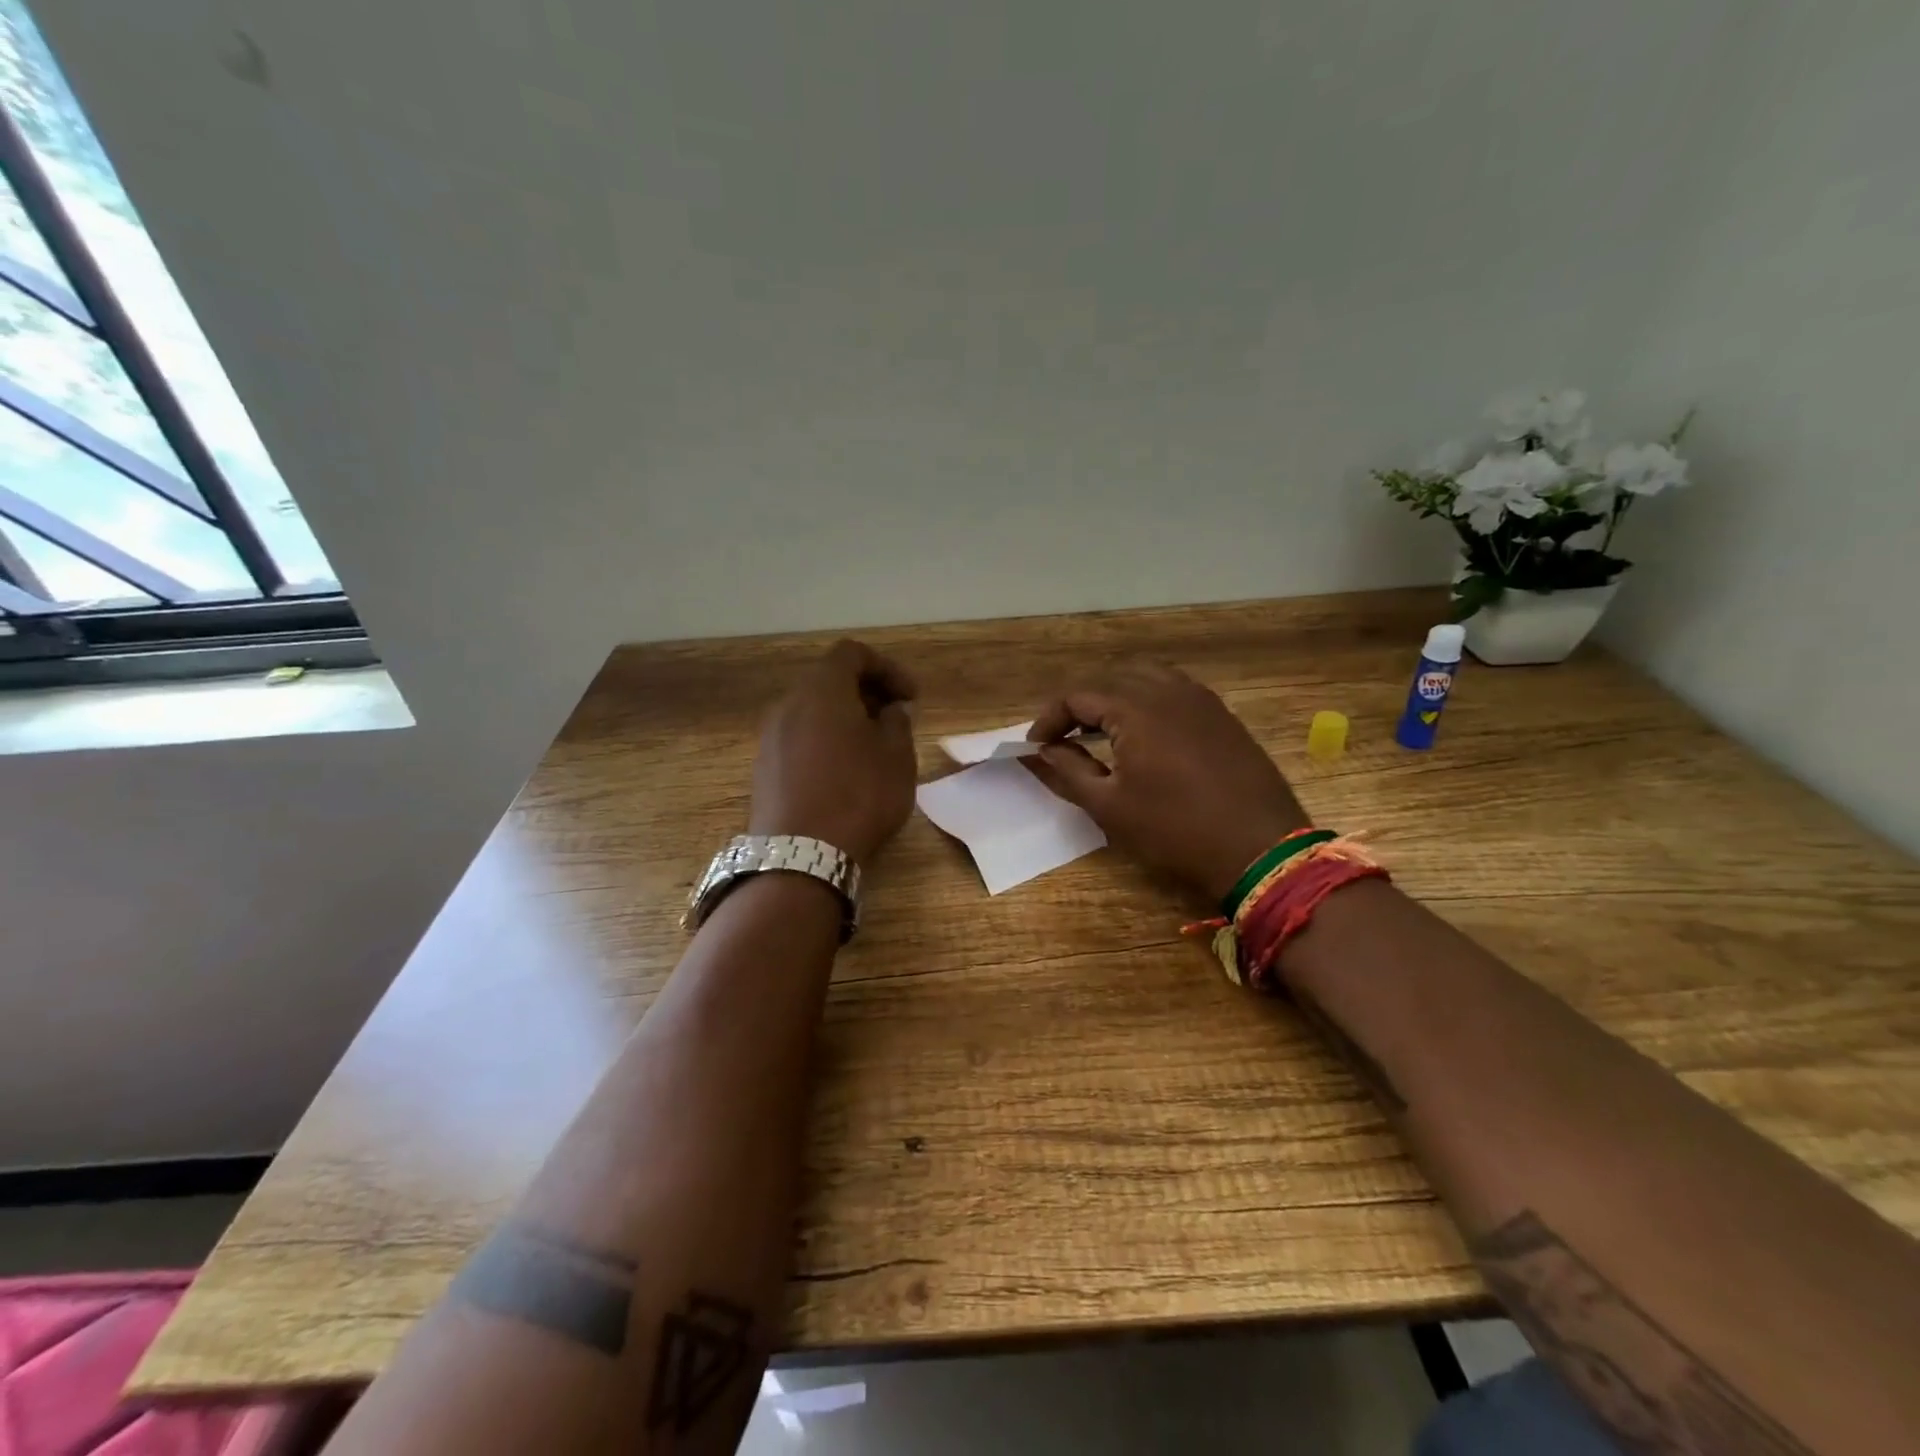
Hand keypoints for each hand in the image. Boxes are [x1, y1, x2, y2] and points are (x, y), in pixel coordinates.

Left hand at [749, 640, 918, 865]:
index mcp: (822, 690)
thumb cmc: (859, 795)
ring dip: (844, 718)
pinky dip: (824, 741)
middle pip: (829, 680)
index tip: (911, 697)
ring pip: (812, 711)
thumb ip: (898, 722)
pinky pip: (799, 738)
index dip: (887, 668)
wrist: (801, 855)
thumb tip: (890, 710)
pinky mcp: (763, 768)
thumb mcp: (897, 756)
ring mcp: (770, 737)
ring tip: (872, 747)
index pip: (852, 654)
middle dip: (866, 692)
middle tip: (895, 719)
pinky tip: (844, 772)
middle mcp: (789, 704)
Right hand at [1026, 661, 1308, 902]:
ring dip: (1114, 696)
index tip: (1035, 747)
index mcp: (1135, 708)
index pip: (1077, 695)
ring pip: (1144, 676)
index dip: (1049, 719)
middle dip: (1079, 704)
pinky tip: (1143, 732)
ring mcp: (1200, 699)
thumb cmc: (1175, 830)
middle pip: (1109, 678)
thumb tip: (1042, 751)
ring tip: (1099, 730)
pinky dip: (1146, 699)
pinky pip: (1173, 689)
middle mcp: (1167, 690)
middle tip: (1062, 738)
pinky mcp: (1221, 713)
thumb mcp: (1110, 806)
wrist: (1260, 848)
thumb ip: (1069, 771)